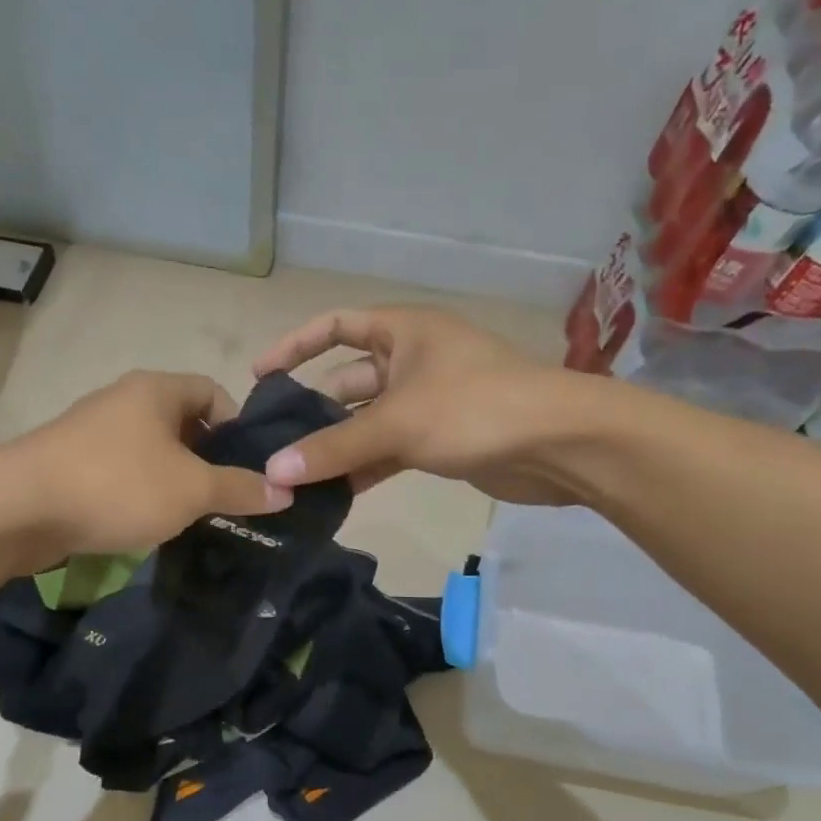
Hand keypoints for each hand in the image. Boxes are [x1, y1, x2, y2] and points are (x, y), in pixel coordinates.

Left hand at [0, 370, 291, 563]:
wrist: (18, 508)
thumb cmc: (117, 484)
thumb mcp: (191, 489)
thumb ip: (240, 488)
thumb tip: (286, 490)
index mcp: (156, 389)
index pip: (213, 392)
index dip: (238, 426)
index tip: (250, 467)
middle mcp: (124, 400)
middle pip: (182, 422)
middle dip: (207, 459)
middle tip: (226, 498)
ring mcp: (92, 430)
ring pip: (151, 450)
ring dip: (173, 479)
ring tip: (190, 517)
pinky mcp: (69, 462)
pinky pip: (121, 471)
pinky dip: (140, 492)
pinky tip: (145, 524)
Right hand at [252, 306, 588, 503]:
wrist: (559, 445)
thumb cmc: (474, 408)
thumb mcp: (396, 423)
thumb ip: (333, 448)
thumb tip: (272, 473)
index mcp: (402, 331)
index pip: (335, 325)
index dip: (295, 345)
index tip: (261, 376)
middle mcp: (411, 360)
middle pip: (347, 379)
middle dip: (312, 409)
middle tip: (270, 442)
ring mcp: (426, 401)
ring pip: (367, 421)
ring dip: (336, 446)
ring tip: (292, 476)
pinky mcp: (439, 439)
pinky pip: (388, 450)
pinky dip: (364, 468)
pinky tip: (333, 495)